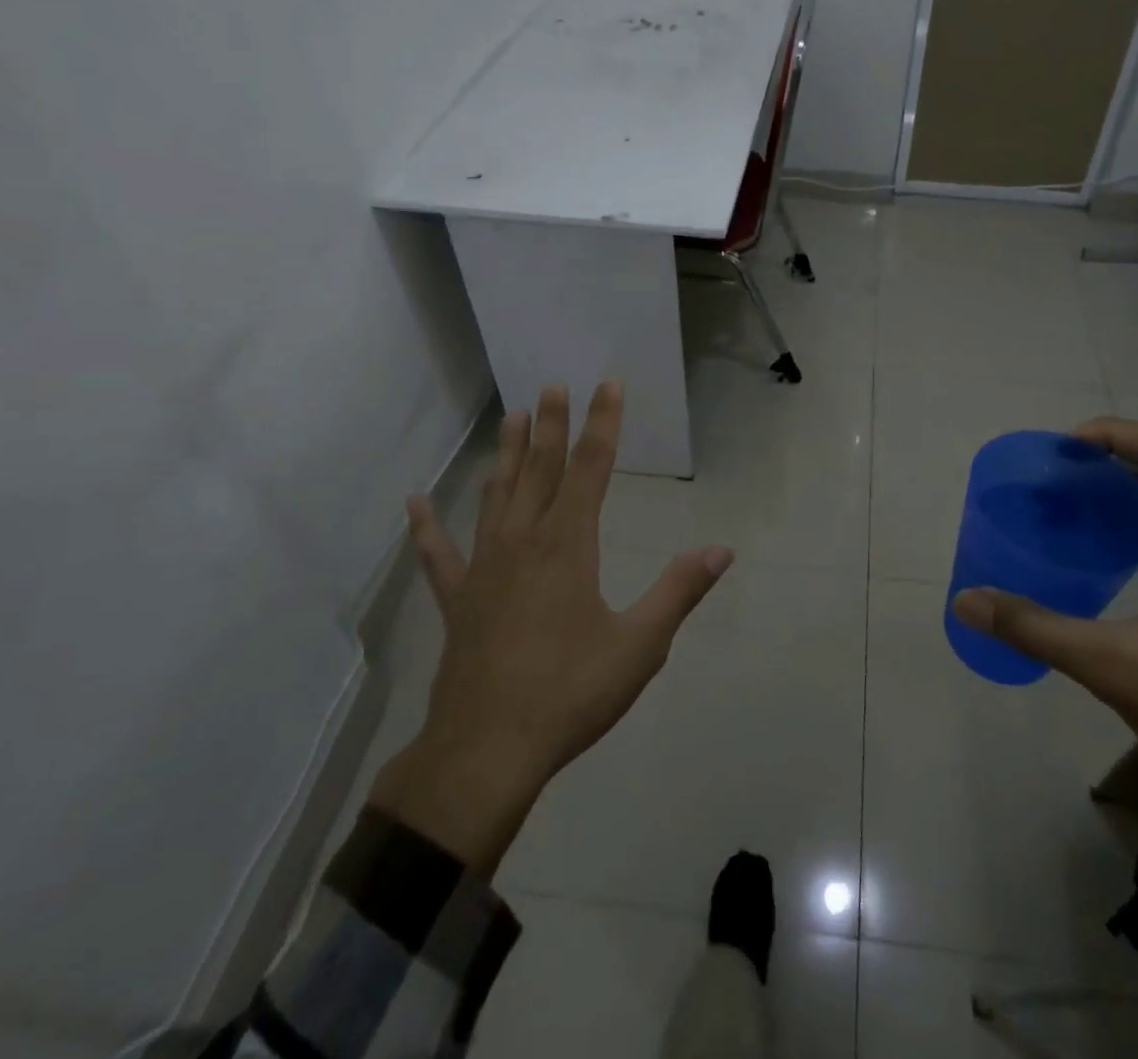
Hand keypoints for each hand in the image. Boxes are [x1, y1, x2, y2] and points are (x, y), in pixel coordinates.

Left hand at [369, 381, 733, 875]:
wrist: (487, 752)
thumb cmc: (570, 693)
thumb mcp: (640, 644)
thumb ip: (680, 591)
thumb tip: (722, 550)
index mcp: (568, 545)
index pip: (591, 468)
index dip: (602, 424)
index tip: (607, 385)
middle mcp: (524, 542)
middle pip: (541, 470)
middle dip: (551, 425)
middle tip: (552, 385)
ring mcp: (484, 569)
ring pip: (497, 496)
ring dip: (507, 456)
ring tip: (512, 419)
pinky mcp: (458, 601)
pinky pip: (440, 556)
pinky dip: (427, 529)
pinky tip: (416, 503)